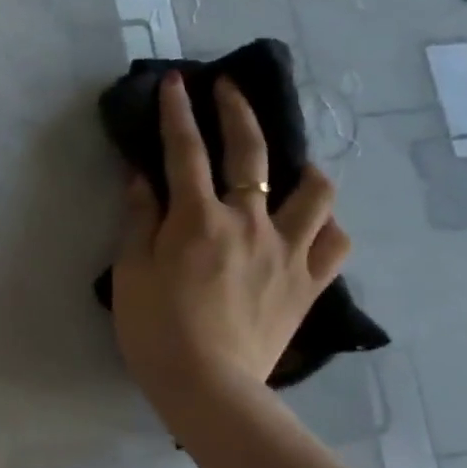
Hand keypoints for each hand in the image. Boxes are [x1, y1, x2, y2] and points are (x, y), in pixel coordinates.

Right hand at [111, 73, 349, 430]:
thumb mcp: (131, 272)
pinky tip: (312, 227)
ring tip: (292, 169)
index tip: (176, 82)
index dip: (178, 112)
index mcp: (197, 219)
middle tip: (230, 88)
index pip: (185, 151)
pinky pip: (335, 242)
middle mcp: (249, 222)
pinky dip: (326, 226)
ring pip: (315, 191)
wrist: (208, 386)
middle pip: (251, 152)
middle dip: (238, 112)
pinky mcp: (309, 283)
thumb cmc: (156, 329)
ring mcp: (287, 251)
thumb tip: (141, 177)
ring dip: (302, 169)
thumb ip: (138, 220)